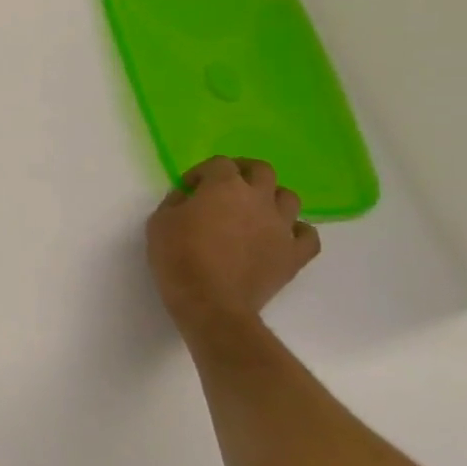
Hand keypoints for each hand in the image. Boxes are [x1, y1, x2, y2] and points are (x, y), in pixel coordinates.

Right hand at [146, 156, 320, 331]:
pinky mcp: (295, 254)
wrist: (209, 301)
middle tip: (227, 187)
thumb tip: (190, 197)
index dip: (202, 172)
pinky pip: (307, 234)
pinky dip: (295, 231)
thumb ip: (177, 201)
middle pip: (262, 170)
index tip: (189, 187)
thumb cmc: (178, 257)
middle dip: (243, 172)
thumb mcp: (159, 222)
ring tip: (254, 212)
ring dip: (271, 199)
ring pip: (289, 198)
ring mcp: (282, 226)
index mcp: (224, 187)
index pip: (219, 163)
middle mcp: (259, 199)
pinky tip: (280, 237)